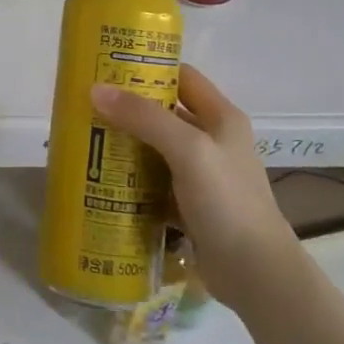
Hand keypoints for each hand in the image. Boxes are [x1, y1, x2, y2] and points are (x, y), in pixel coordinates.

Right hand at [90, 63, 295, 305]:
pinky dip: (132, 179)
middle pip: (164, 113)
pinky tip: (104, 180)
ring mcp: (202, 175)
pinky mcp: (190, 205)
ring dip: (126, 145)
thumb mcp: (188, 150)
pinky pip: (155, 182)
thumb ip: (144, 118)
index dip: (148, 69)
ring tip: (86, 141)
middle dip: (128, 109)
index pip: (182, 76)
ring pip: (156, 149)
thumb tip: (96, 89)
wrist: (256, 274)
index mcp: (221, 117)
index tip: (108, 68)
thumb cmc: (227, 201)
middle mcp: (212, 140)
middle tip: (86, 107)